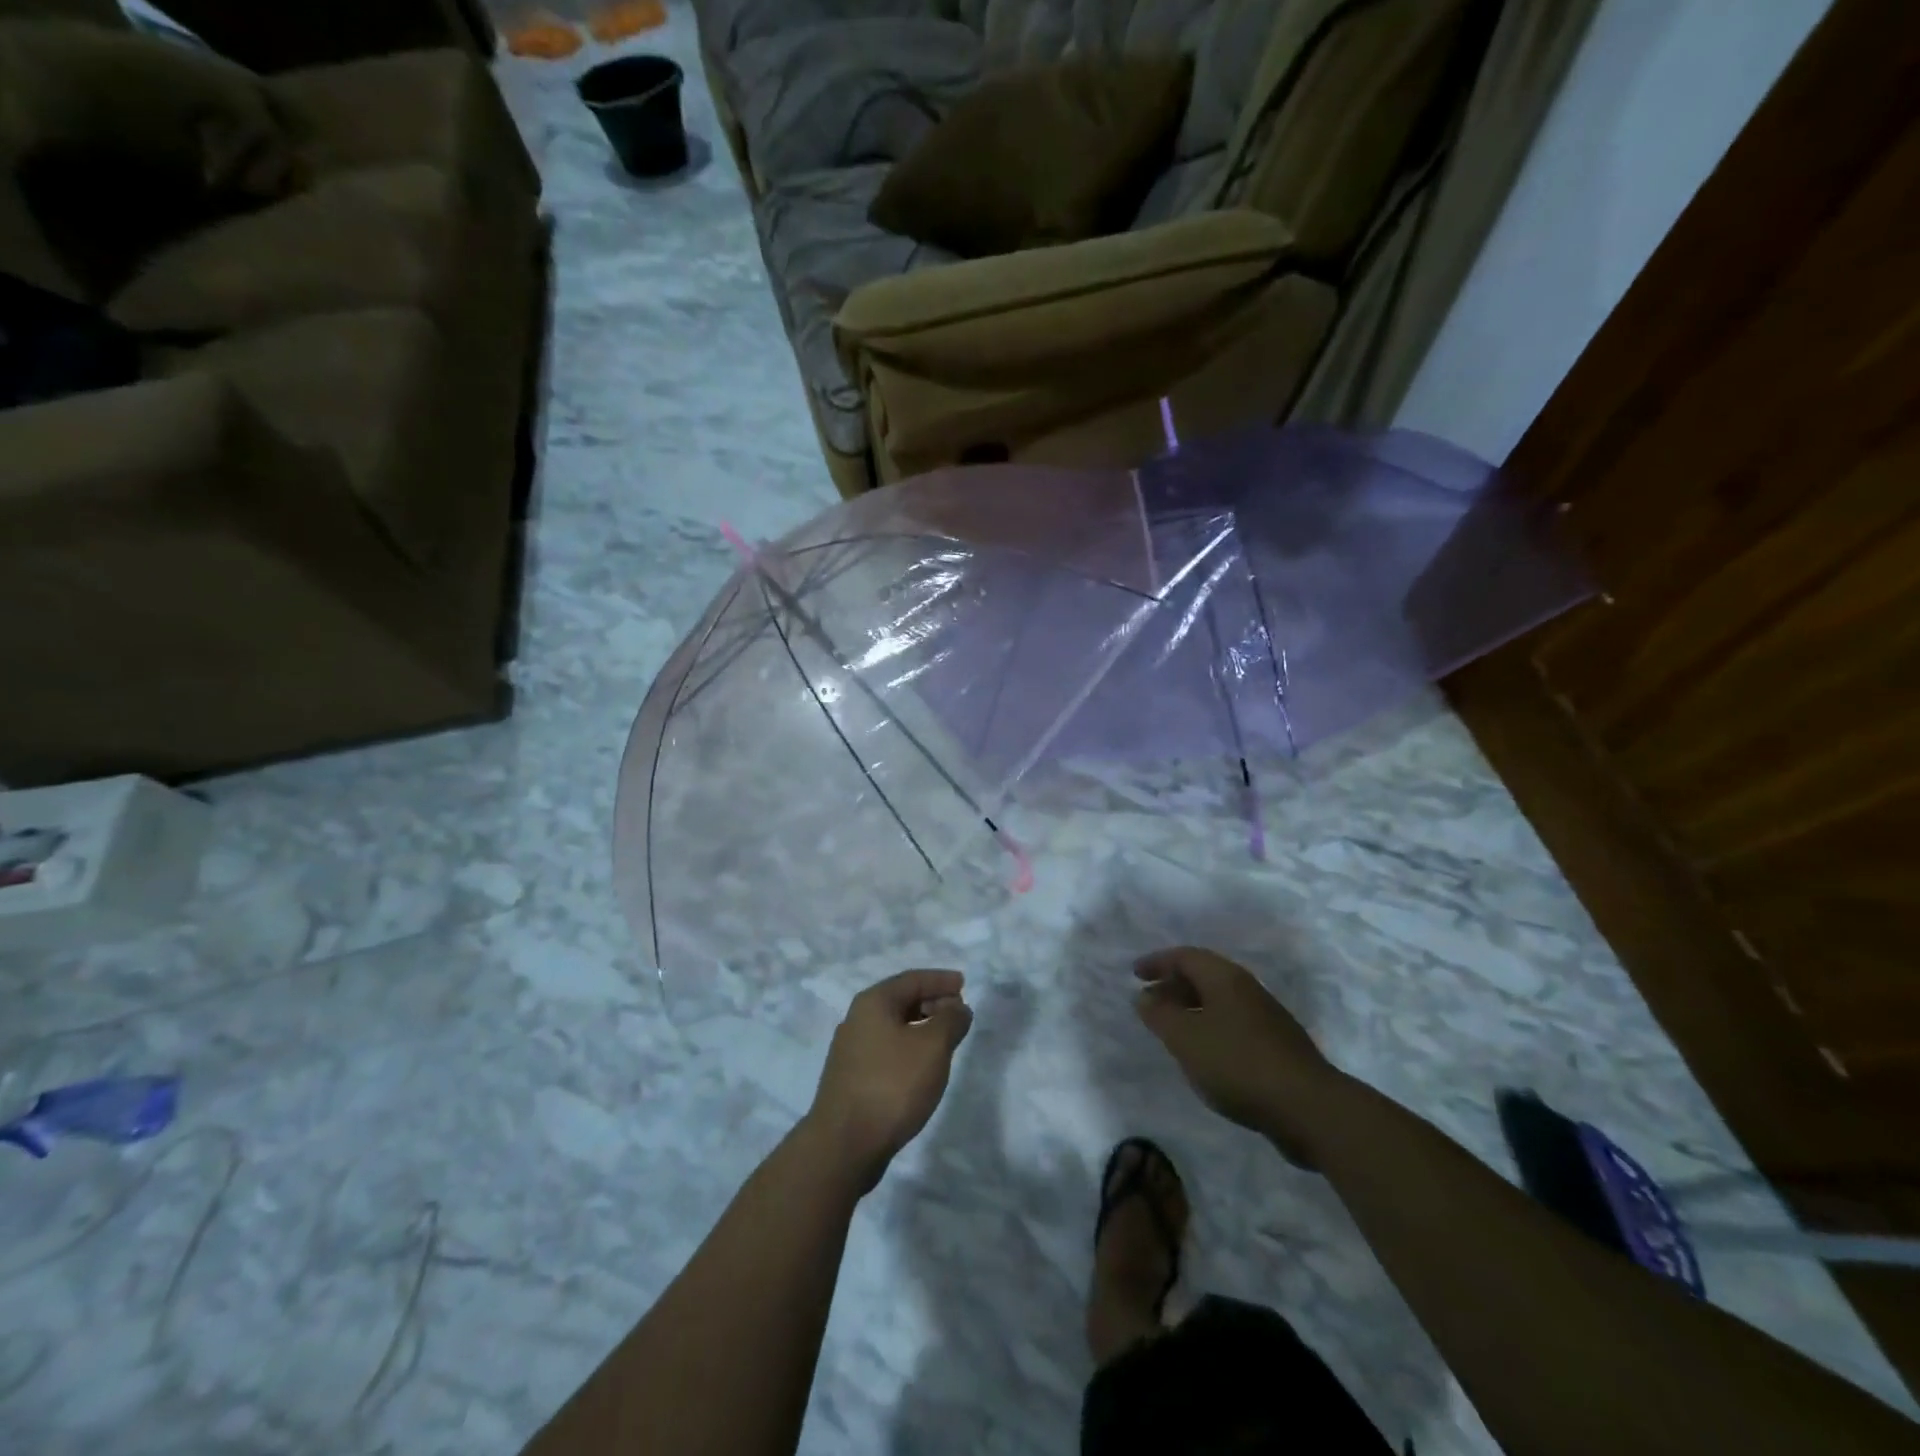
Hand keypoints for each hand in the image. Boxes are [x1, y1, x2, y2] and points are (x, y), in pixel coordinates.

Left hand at [804, 969, 973, 1191]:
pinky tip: (921, 1066)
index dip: (940, 979)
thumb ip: (950, 1020)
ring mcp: (851, 1050)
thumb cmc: (892, 1085)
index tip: (963, 983)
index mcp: (873, 1003)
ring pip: (893, 1026)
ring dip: (921, 1026)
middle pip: (901, 1000)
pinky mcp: (851, 1078)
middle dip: (932, 1002)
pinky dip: (908, 1047)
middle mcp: (857, 1019)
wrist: (844, 1145)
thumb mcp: (933, 1047)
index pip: (912, 979)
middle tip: (958, 1012)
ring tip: (946, 1040)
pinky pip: (887, 1049)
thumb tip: (958, 1008)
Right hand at [1134, 947, 1339, 1166]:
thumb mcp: (1186, 1039)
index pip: (1186, 956)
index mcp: (1225, 978)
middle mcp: (1247, 989)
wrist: (1308, 1107)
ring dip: (1191, 1009)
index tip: (1135, 974)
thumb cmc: (1238, 1063)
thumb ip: (1160, 1015)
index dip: (1158, 962)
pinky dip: (1210, 1029)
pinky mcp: (1277, 1046)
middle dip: (1173, 985)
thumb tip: (1144, 997)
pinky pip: (1233, 1024)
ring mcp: (1266, 1018)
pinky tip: (1204, 1055)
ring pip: (1219, 1002)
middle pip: (1204, 976)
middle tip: (1149, 1003)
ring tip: (1171, 1030)